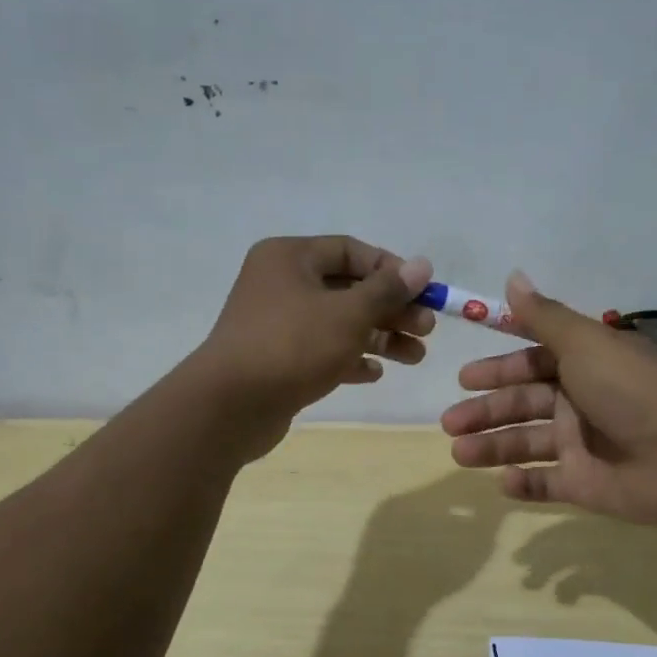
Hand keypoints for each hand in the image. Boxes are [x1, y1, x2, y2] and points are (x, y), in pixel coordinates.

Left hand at [191, 236, 433, 459]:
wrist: (230, 406)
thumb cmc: (293, 346)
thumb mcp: (349, 314)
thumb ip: (387, 290)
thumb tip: (422, 265)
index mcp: (290, 258)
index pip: (351, 251)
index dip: (391, 269)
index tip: (423, 292)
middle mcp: (281, 284)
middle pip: (348, 289)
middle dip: (391, 309)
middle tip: (426, 330)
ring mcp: (277, 323)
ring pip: (339, 322)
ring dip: (379, 337)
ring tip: (416, 357)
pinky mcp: (277, 359)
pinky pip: (322, 350)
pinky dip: (350, 358)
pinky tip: (375, 373)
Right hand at [439, 272, 656, 526]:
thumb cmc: (629, 391)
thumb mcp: (584, 343)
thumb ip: (544, 316)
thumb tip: (512, 276)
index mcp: (585, 365)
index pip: (533, 363)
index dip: (499, 369)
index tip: (464, 378)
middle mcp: (582, 402)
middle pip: (523, 404)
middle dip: (485, 411)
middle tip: (449, 421)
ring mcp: (583, 445)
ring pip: (527, 443)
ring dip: (492, 446)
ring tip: (459, 453)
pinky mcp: (585, 485)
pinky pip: (547, 483)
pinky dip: (524, 483)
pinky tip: (502, 481)